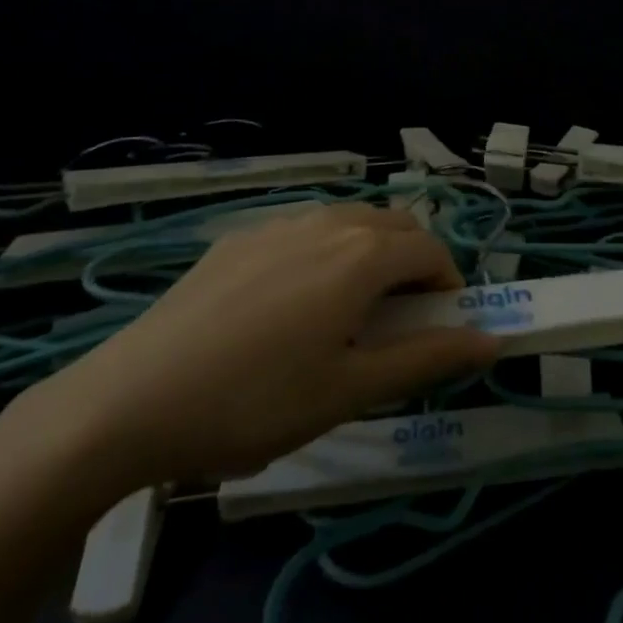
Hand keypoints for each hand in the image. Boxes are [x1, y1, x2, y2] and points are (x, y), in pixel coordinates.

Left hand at [18, 204, 498, 493]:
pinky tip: (287, 307)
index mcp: (362, 253)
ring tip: (342, 316)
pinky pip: (304, 231)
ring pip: (348, 222)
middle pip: (394, 226)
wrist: (131, 399)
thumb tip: (491, 339)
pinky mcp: (240, 235)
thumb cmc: (255, 402)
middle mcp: (327, 221)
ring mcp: (279, 222)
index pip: (431, 249)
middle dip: (412, 265)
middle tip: (394, 324)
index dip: (447, 286)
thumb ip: (426, 358)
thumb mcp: (349, 391)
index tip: (437, 330)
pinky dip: (324, 253)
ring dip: (369, 255)